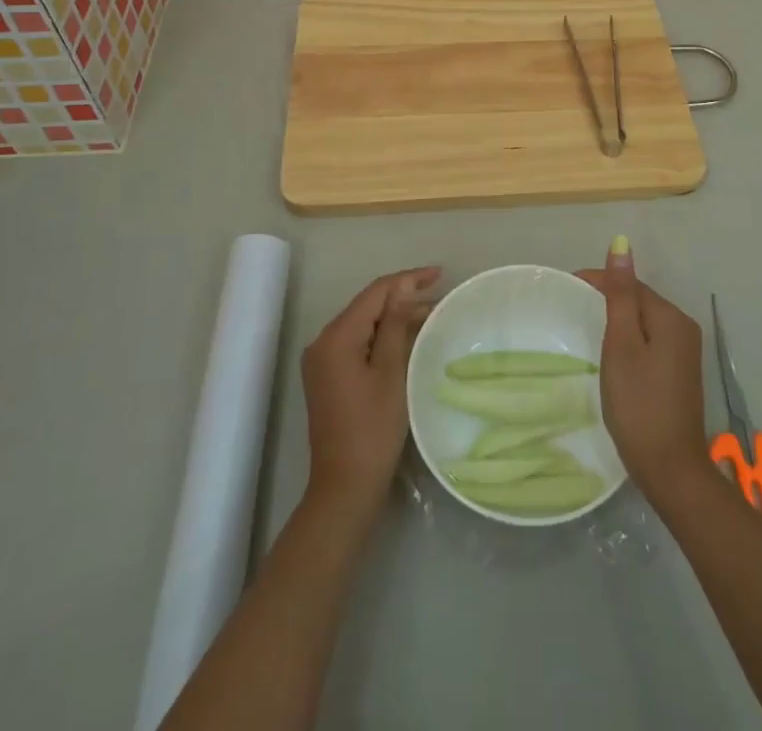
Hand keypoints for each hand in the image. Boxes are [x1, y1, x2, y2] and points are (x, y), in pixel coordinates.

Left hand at [301, 266, 439, 519]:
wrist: (344, 488)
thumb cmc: (373, 430)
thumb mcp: (390, 373)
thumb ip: (395, 325)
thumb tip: (404, 288)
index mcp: (335, 337)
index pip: (375, 293)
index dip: (407, 279)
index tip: (439, 274)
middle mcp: (322, 342)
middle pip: (367, 306)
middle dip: (402, 297)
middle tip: (439, 293)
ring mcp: (322, 360)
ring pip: (363, 324)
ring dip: (394, 317)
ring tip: (430, 313)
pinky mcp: (328, 376)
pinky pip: (358, 342)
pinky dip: (382, 336)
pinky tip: (406, 336)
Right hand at [577, 243, 708, 494]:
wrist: (670, 469)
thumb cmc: (638, 404)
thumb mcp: (622, 345)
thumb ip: (620, 295)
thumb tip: (621, 245)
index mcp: (671, 317)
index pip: (631, 284)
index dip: (599, 281)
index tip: (566, 286)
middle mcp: (684, 328)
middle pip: (639, 300)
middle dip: (608, 298)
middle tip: (571, 307)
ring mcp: (685, 352)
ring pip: (644, 321)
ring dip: (618, 319)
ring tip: (586, 325)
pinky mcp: (680, 373)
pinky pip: (650, 341)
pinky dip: (629, 339)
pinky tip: (612, 352)